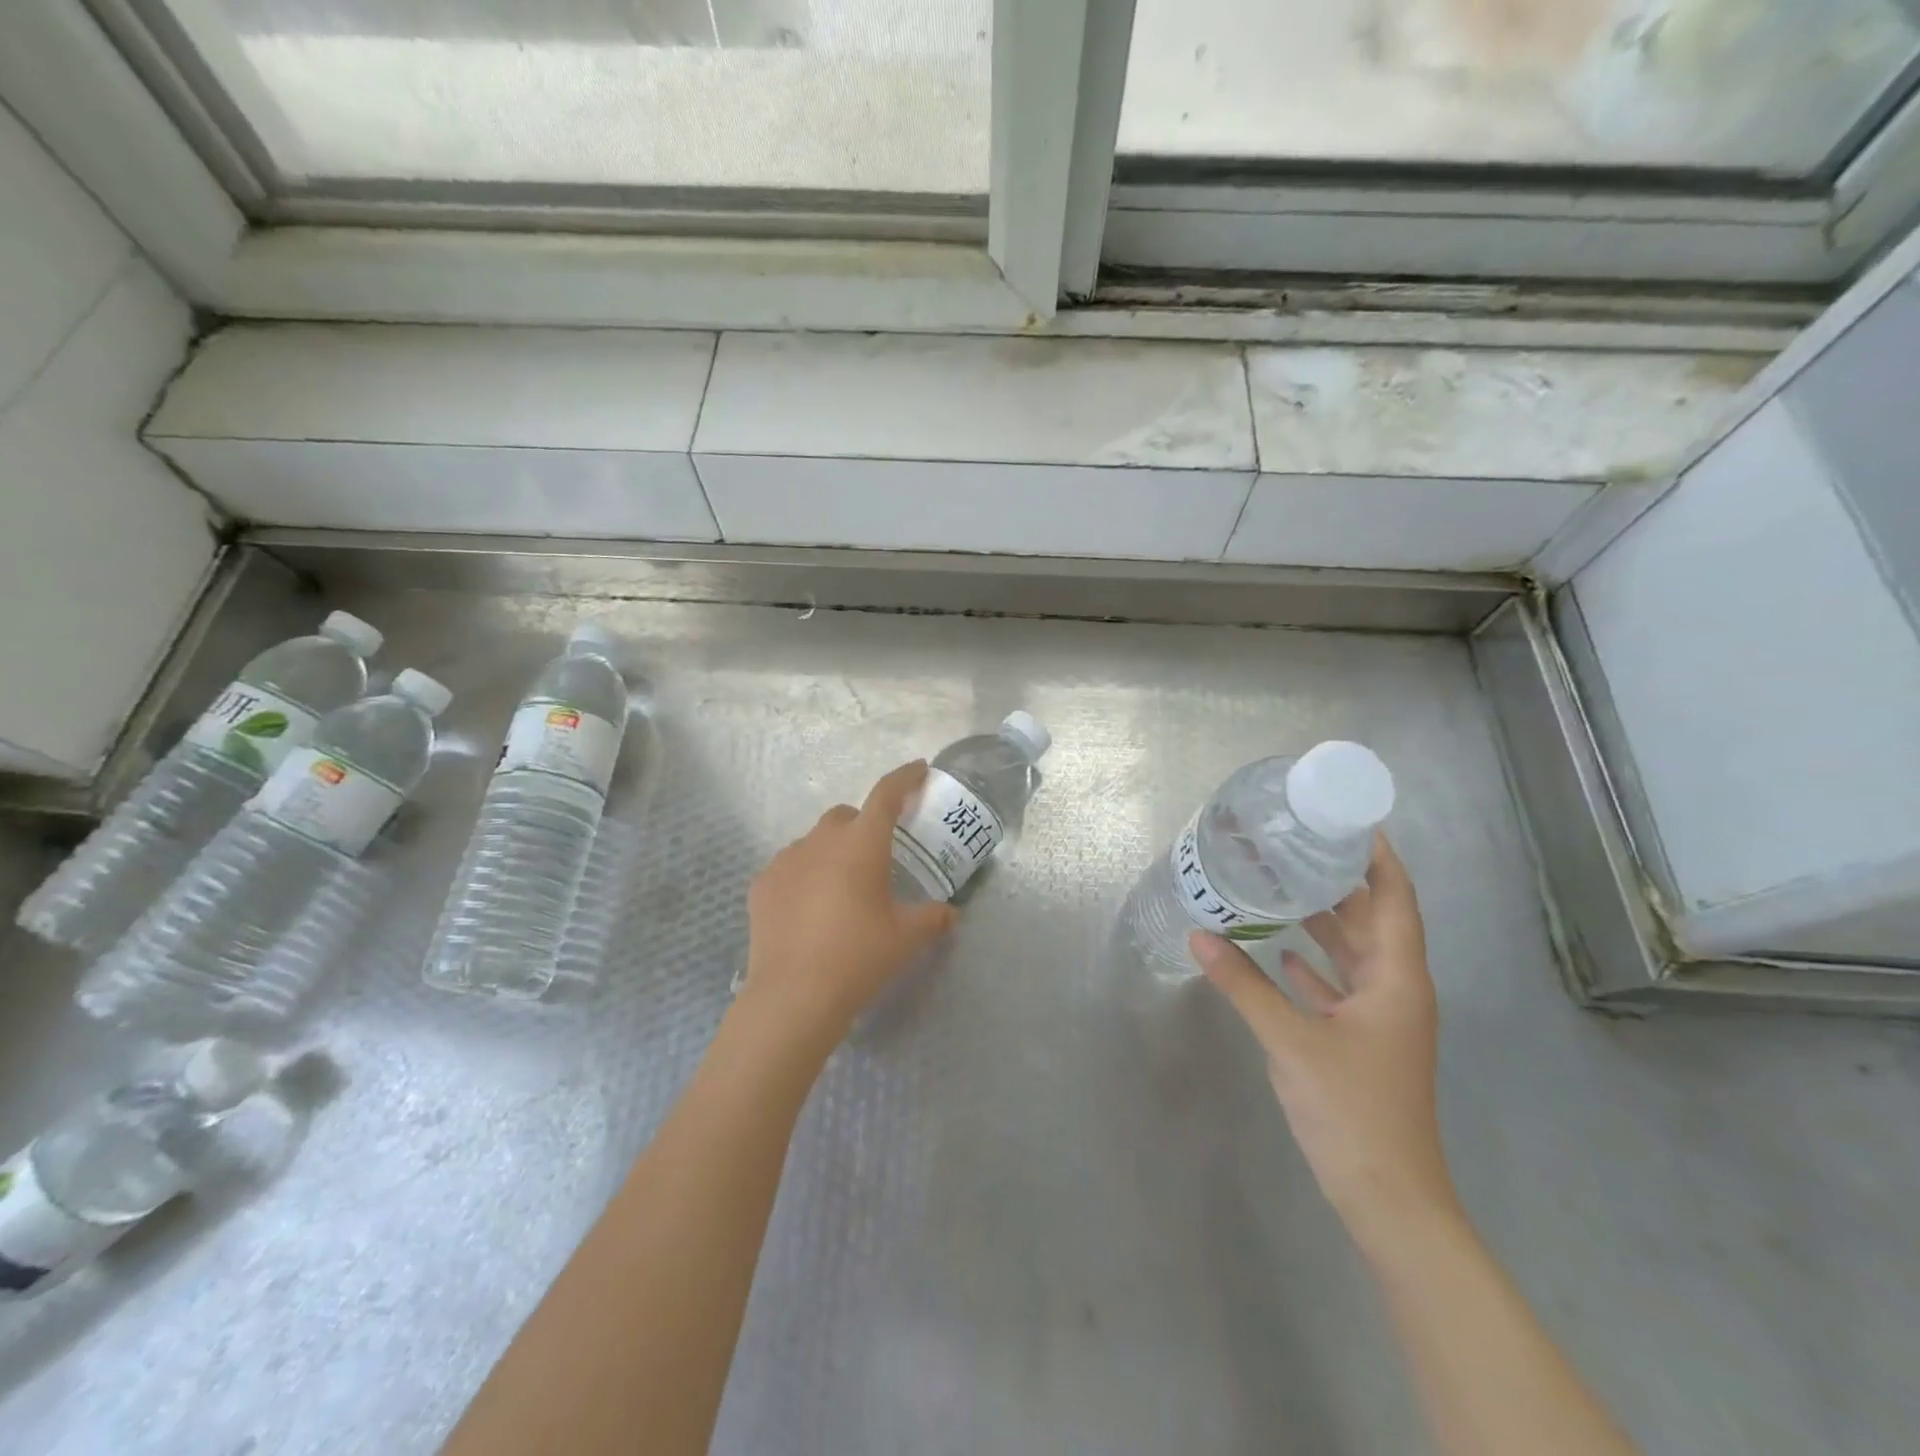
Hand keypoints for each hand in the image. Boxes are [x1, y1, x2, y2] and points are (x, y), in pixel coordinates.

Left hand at [739, 760, 958, 1050]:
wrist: (794, 995)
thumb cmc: (858, 957)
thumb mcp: (906, 938)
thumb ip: (933, 918)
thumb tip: (950, 914)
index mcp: (862, 844)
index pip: (886, 795)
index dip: (905, 778)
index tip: (918, 769)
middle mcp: (821, 841)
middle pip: (846, 816)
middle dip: (864, 826)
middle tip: (877, 857)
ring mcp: (786, 860)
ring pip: (814, 842)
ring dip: (831, 853)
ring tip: (840, 891)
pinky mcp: (761, 885)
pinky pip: (789, 868)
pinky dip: (804, 877)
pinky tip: (808, 910)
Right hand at [1190, 834, 1455, 1247]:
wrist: (1386, 1194)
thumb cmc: (1351, 1107)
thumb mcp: (1290, 1039)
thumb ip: (1243, 984)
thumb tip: (1198, 935)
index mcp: (1397, 979)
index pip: (1396, 900)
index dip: (1379, 858)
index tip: (1349, 820)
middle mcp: (1396, 989)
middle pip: (1373, 921)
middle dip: (1340, 883)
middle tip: (1296, 846)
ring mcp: (1381, 1018)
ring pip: (1355, 954)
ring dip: (1325, 922)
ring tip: (1282, 886)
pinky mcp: (1362, 1040)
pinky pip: (1339, 985)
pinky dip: (1315, 964)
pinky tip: (1282, 952)